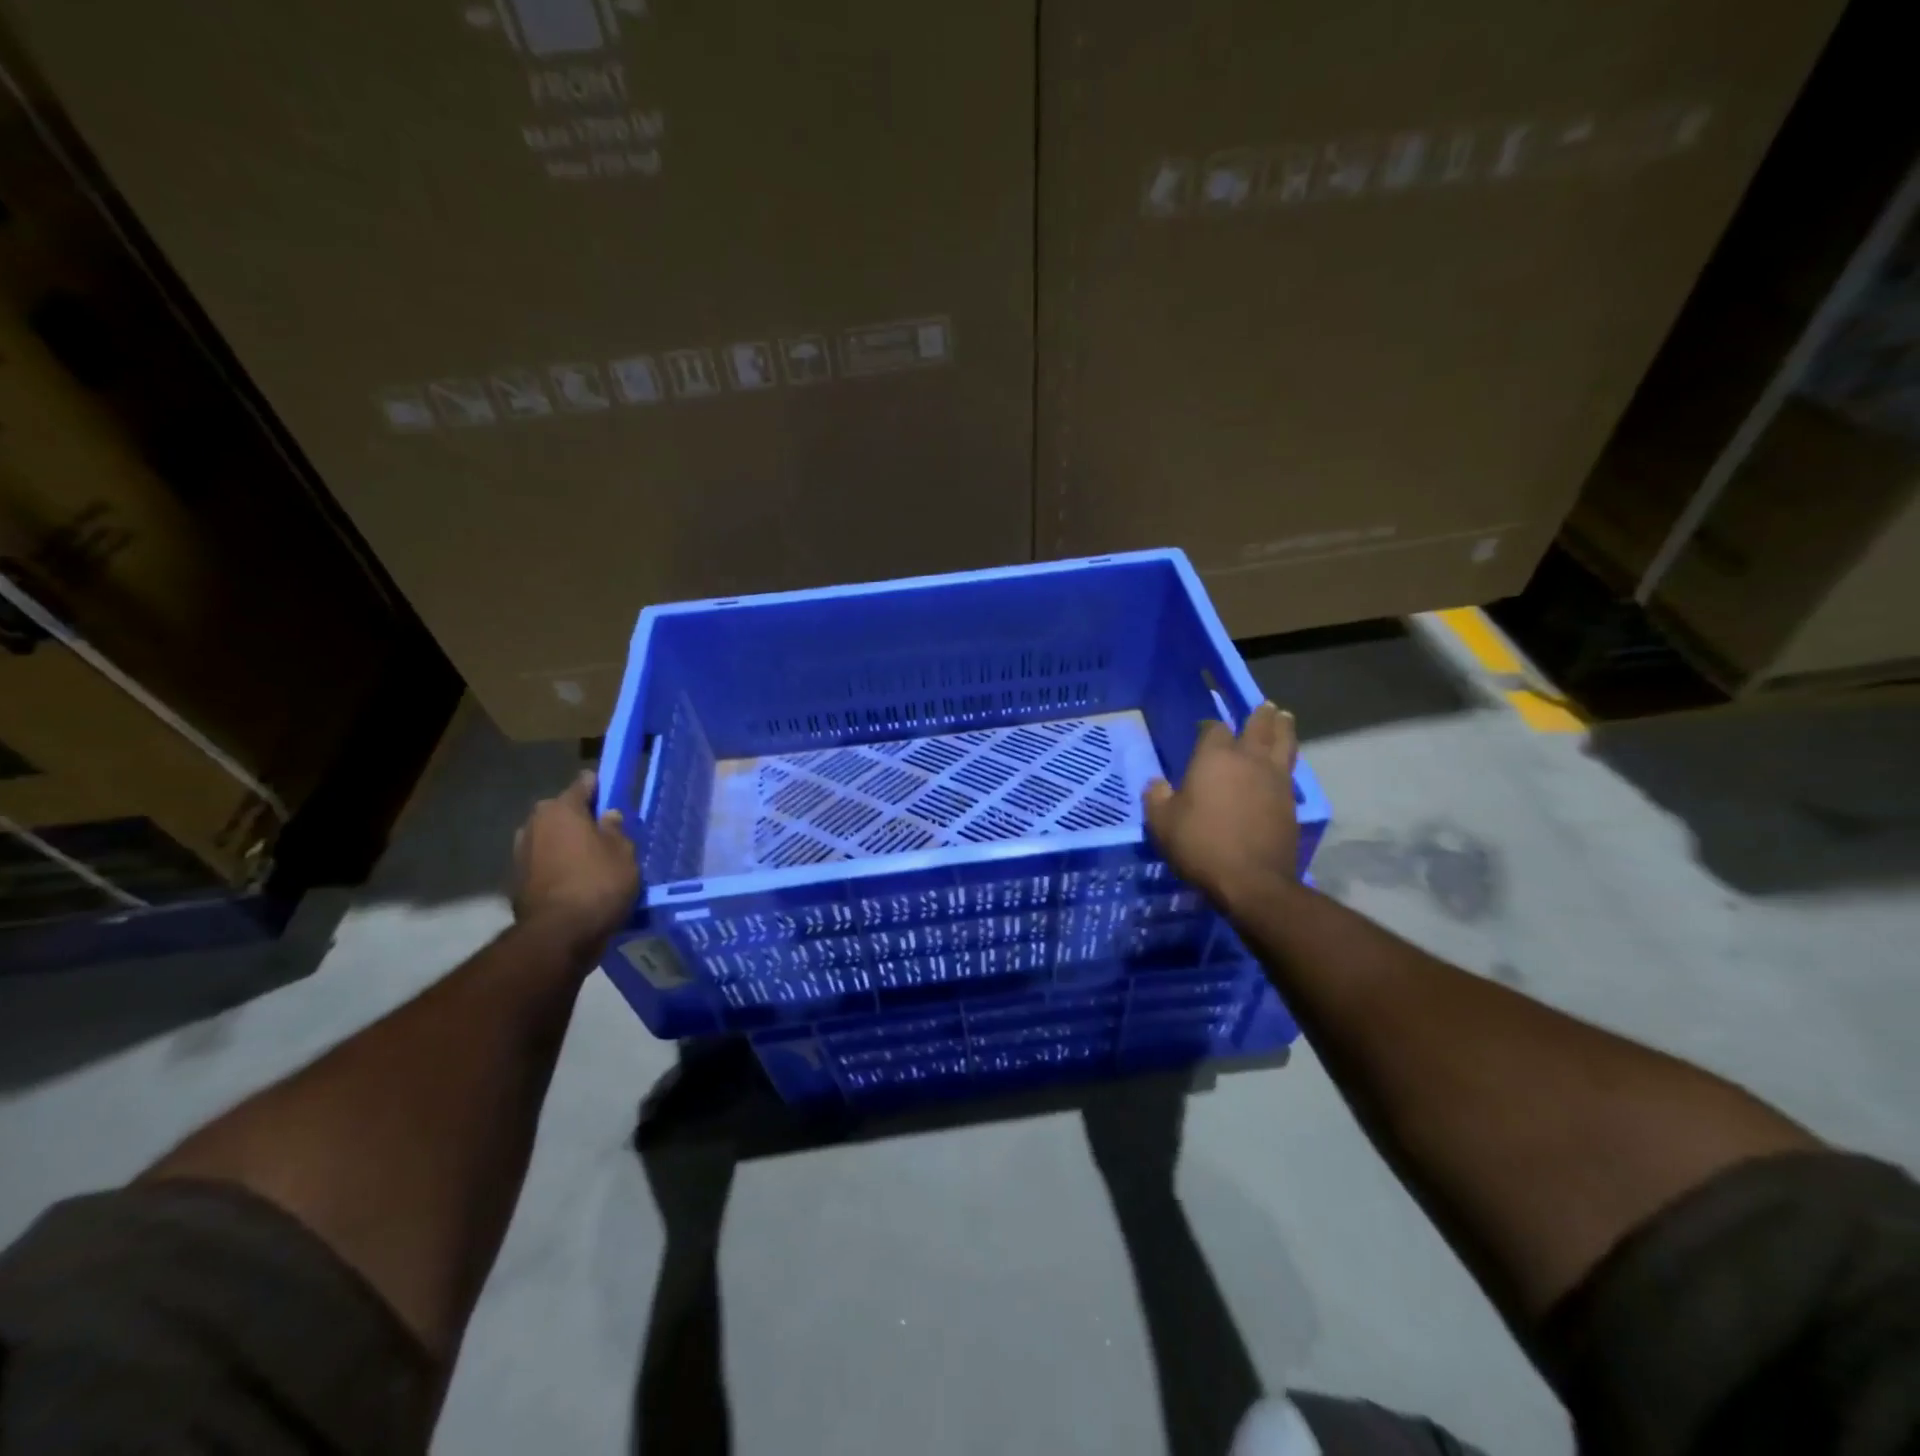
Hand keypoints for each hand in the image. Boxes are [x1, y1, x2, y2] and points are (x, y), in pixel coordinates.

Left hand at [512, 771, 639, 951]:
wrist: (559, 935)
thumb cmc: (597, 883)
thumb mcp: (623, 852)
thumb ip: (615, 829)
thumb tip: (607, 816)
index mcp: (561, 808)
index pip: (583, 784)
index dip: (601, 787)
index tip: (614, 796)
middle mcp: (534, 823)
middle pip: (563, 811)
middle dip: (581, 818)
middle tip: (606, 834)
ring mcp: (520, 852)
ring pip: (552, 838)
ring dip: (567, 844)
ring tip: (592, 860)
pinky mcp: (516, 880)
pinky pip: (544, 863)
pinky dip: (558, 866)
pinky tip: (576, 880)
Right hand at [1143, 702, 1299, 907]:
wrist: (1251, 880)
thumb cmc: (1200, 845)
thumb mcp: (1162, 823)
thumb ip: (1156, 798)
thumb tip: (1157, 784)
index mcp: (1214, 757)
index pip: (1214, 728)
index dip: (1209, 726)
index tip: (1204, 729)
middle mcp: (1249, 760)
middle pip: (1259, 726)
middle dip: (1259, 715)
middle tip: (1264, 706)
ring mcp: (1275, 780)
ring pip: (1284, 743)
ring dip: (1283, 728)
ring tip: (1283, 718)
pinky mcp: (1291, 802)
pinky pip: (1290, 771)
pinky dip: (1287, 760)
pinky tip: (1283, 764)